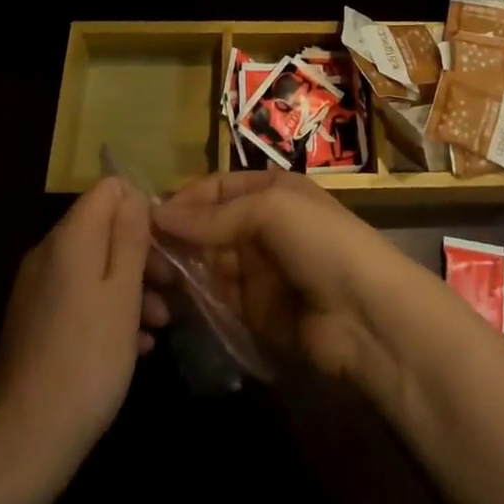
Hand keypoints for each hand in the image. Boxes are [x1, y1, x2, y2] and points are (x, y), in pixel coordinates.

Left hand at [0, 177, 152, 487]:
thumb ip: (130, 236)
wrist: (24, 446)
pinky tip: (134, 344)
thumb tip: (133, 193)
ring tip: (160, 324)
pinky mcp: (33, 323)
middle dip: (141, 252)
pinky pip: (79, 296)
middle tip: (171, 289)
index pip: (109, 188)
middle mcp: (46, 254)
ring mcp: (36, 290)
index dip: (142, 207)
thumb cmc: (88, 360)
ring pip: (94, 266)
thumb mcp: (124, 293)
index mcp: (69, 239)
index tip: (166, 244)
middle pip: (103, 228)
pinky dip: (108, 310)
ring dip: (131, 286)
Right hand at [151, 170, 435, 391]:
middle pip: (209, 226)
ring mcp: (260, 270)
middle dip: (178, 236)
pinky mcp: (256, 311)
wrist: (365, 315)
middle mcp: (264, 225)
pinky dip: (196, 299)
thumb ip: (215, 216)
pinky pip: (218, 299)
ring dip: (182, 269)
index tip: (145, 217)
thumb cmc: (321, 243)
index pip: (217, 188)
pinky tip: (169, 302)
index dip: (185, 199)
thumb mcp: (271, 210)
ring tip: (147, 278)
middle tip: (138, 253)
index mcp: (272, 190)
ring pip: (209, 263)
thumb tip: (159, 215)